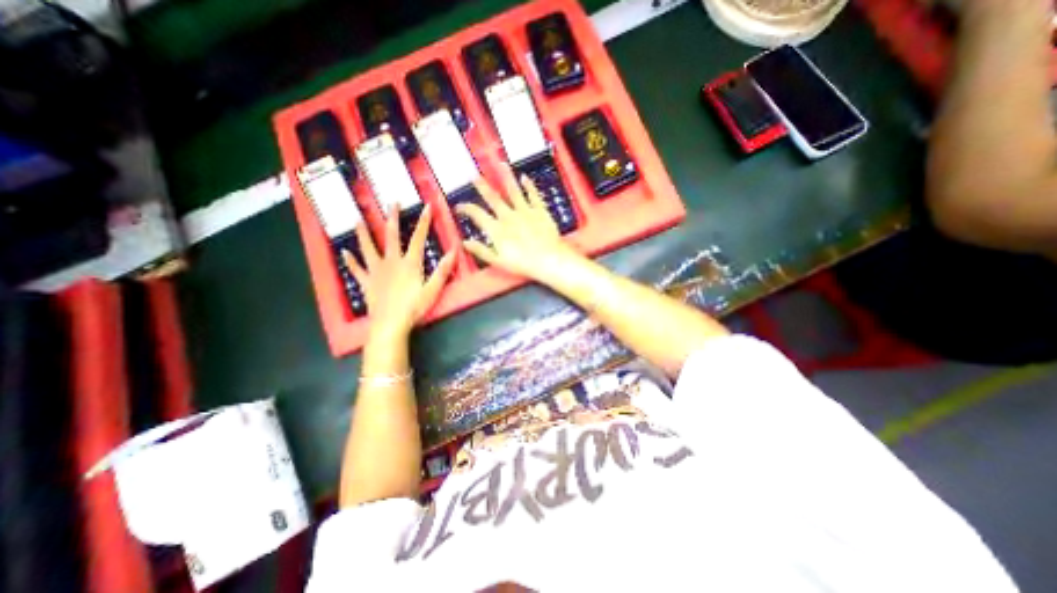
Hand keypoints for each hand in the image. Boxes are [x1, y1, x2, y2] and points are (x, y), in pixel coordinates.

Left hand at [341, 203, 452, 340]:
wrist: (390, 324)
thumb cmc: (414, 307)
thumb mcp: (433, 289)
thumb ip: (443, 270)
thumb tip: (454, 250)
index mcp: (410, 263)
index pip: (419, 238)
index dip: (424, 222)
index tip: (427, 206)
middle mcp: (392, 262)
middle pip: (392, 236)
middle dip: (393, 218)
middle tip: (392, 202)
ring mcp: (377, 271)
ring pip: (369, 248)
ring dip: (364, 233)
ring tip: (358, 219)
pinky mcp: (367, 283)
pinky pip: (357, 270)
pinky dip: (351, 261)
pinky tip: (344, 252)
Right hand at [459, 174, 581, 282]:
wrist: (549, 259)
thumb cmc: (523, 263)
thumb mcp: (498, 261)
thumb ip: (481, 250)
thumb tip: (465, 242)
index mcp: (497, 229)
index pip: (477, 214)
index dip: (466, 208)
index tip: (459, 206)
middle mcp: (508, 216)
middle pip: (492, 198)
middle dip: (481, 186)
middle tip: (474, 176)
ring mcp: (525, 211)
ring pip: (513, 191)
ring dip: (505, 177)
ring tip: (500, 165)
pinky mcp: (540, 211)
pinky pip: (533, 195)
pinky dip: (529, 186)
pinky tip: (525, 177)